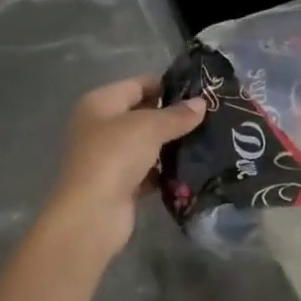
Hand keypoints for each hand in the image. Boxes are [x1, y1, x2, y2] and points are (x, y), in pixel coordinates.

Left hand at [43, 75, 204, 259]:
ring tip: (205, 140)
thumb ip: (177, 115)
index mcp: (100, 103)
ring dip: (170, 144)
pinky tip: (190, 169)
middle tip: (208, 116)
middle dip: (172, 116)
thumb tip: (201, 103)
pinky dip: (164, 171)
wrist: (92, 215)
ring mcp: (108, 157)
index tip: (199, 91)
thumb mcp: (149, 127)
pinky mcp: (119, 184)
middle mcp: (100, 126)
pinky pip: (147, 170)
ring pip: (146, 144)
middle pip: (142, 114)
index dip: (166, 86)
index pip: (138, 85)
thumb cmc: (115, 156)